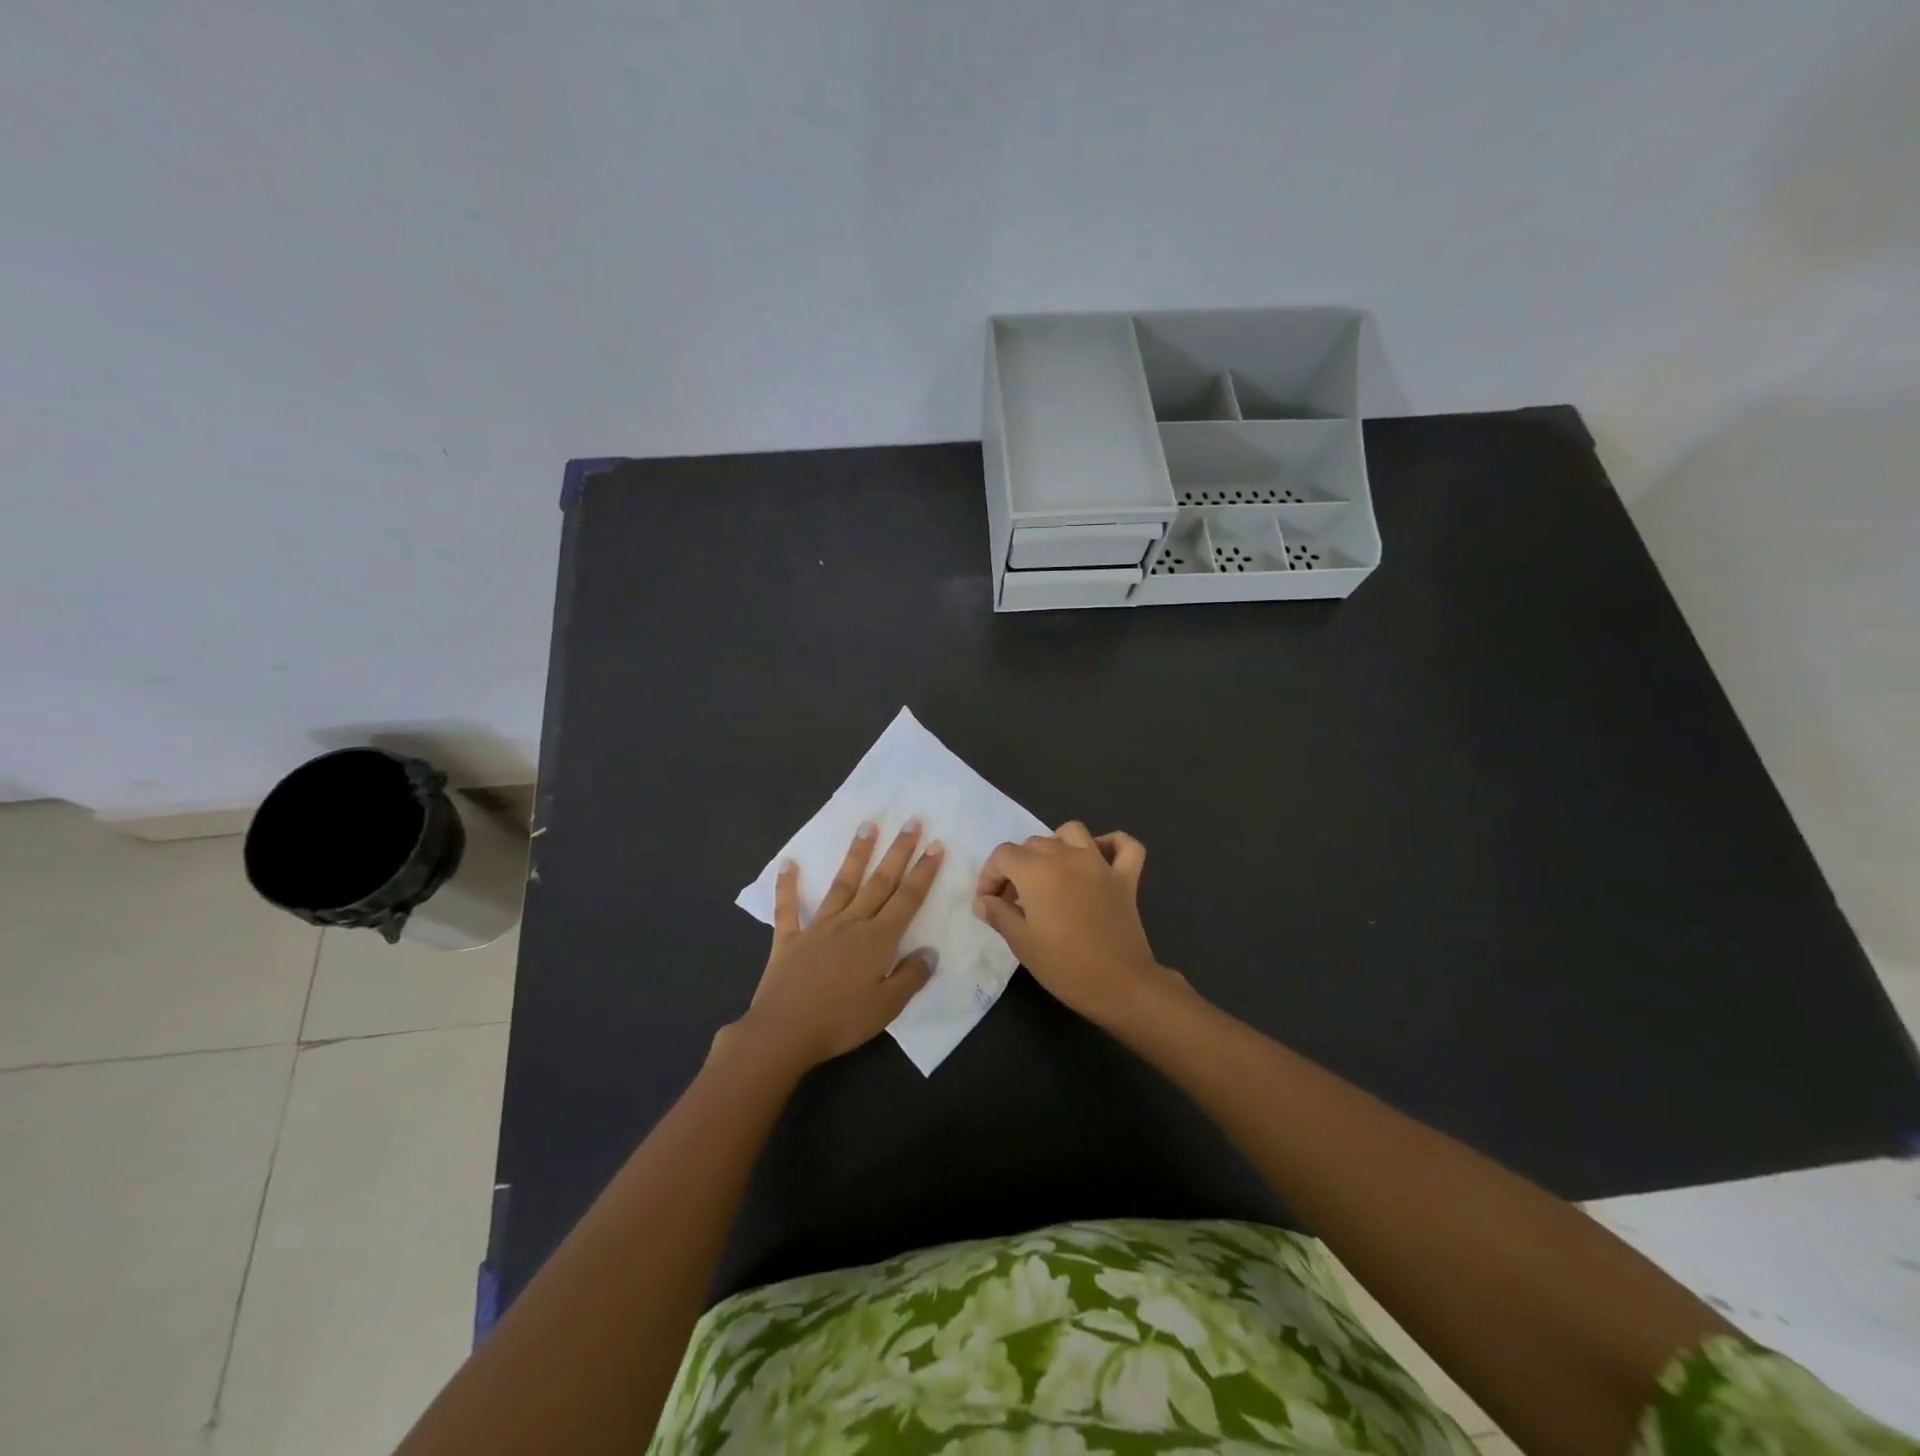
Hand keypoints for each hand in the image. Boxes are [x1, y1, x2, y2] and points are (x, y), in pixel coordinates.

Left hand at [729, 820, 942, 1071]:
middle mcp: (851, 923)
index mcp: (877, 939)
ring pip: (842, 884)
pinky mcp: (789, 938)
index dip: (923, 872)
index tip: (936, 845)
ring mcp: (818, 927)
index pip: (907, 899)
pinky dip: (787, 885)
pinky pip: (788, 908)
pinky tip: (788, 863)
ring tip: (867, 826)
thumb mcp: (887, 1007)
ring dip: (856, 855)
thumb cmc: (841, 1021)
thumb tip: (929, 951)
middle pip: (879, 882)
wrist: (783, 1032)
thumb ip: (911, 976)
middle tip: (911, 821)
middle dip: (898, 851)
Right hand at [973, 821, 1183, 1025]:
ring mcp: (1100, 864)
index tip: (989, 903)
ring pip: (1072, 832)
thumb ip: (998, 914)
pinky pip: (1125, 846)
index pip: (1003, 855)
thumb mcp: (1021, 943)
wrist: (1120, 986)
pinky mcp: (1126, 878)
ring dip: (1055, 845)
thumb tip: (983, 900)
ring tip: (1050, 872)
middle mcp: (1067, 857)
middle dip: (1016, 867)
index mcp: (1038, 871)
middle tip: (1014, 901)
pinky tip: (1099, 857)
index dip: (989, 876)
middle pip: (1033, 843)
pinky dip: (1111, 844)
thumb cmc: (1064, 966)